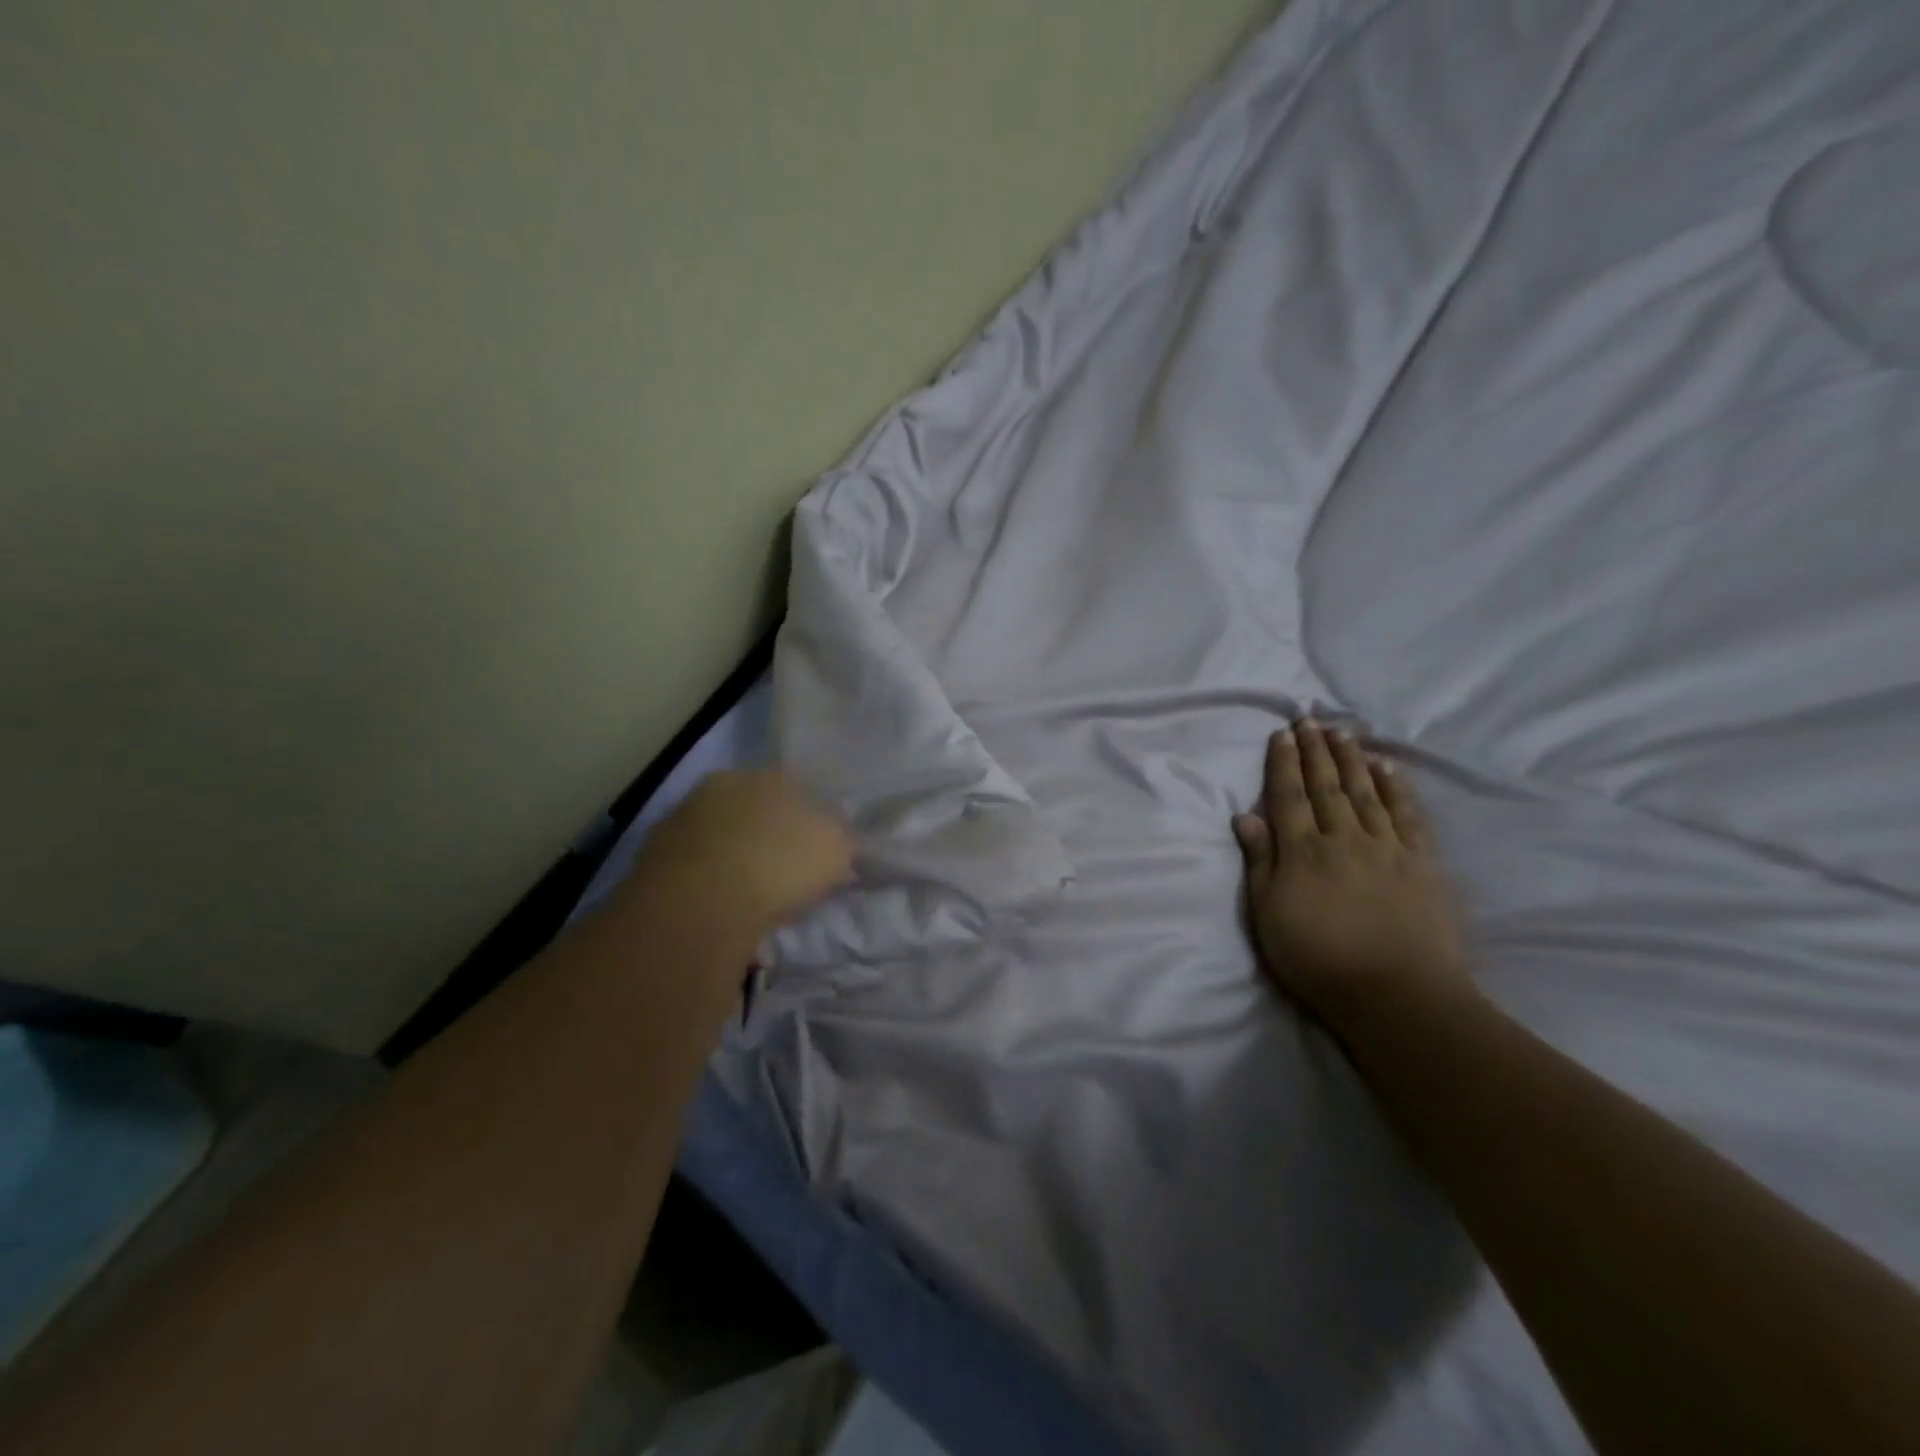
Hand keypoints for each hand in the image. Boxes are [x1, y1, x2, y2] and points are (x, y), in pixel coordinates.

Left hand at [632, 771, 853, 932]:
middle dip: (766, 831)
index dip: (808, 820)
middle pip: (754, 806)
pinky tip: (714, 900)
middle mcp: (728, 782)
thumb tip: (840, 839)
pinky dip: (704, 874)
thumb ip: (842, 839)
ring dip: (732, 851)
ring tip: (745, 890)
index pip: (797, 789)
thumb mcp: (837, 850)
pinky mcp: (655, 848)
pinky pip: (692, 859)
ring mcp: (686, 812)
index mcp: (774, 775)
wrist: (701, 900)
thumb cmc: (781, 865)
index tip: (813, 850)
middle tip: (779, 869)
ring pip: (720, 830)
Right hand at [1232, 721, 1472, 1031]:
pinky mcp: (1422, 863)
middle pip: (1327, 785)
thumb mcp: (1268, 916)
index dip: (1284, 763)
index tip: (1282, 734)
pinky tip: (1389, 768)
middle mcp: (1343, 838)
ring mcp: (1387, 848)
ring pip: (1366, 792)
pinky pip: (1407, 815)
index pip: (1289, 796)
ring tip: (1342, 732)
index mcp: (1302, 851)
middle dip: (1316, 751)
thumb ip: (1260, 863)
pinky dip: (1397, 788)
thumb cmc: (1318, 960)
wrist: (1396, 995)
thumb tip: (1244, 817)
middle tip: (1310, 720)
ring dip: (1352, 759)